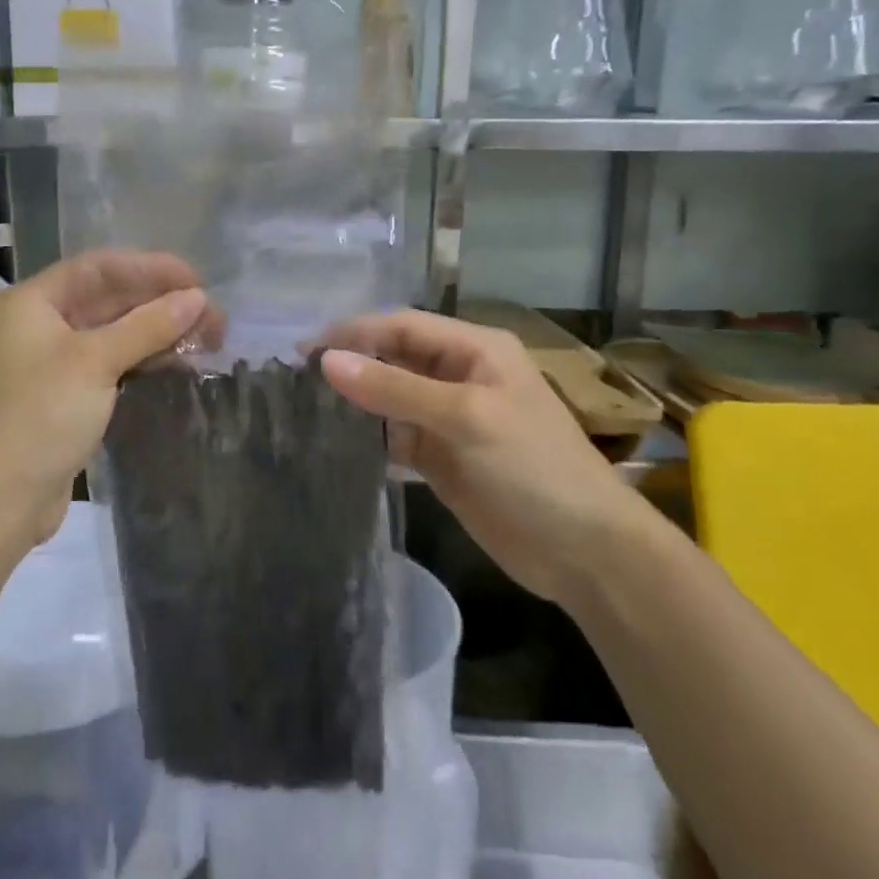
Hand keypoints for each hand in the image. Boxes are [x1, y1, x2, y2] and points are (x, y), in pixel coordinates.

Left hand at [0, 250, 216, 543]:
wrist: (0, 497)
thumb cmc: (41, 415)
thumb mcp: (96, 362)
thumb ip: (148, 325)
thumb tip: (197, 297)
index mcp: (35, 301)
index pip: (100, 267)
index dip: (150, 268)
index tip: (196, 281)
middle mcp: (44, 323)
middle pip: (111, 298)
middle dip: (162, 303)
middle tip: (213, 316)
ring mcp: (57, 360)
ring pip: (117, 332)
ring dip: (160, 332)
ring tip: (209, 339)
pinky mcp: (71, 394)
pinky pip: (115, 362)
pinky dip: (146, 358)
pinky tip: (180, 362)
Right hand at [319, 310, 641, 603]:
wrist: (584, 552)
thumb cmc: (533, 468)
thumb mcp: (466, 417)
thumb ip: (395, 388)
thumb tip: (327, 361)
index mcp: (474, 349)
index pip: (401, 326)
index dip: (353, 333)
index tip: (302, 351)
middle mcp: (457, 375)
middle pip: (392, 358)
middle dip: (349, 365)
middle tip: (293, 381)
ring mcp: (447, 419)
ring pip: (389, 398)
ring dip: (353, 401)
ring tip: (302, 408)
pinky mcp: (439, 457)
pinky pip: (393, 436)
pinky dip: (366, 436)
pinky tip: (333, 441)